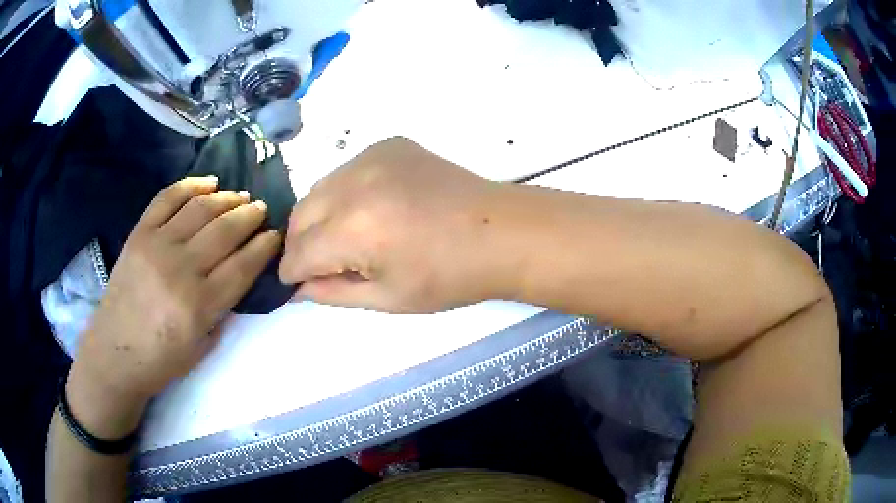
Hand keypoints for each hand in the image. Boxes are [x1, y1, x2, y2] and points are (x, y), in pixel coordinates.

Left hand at [69, 177, 281, 406]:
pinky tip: (209, 182)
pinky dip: (191, 185)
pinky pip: (168, 198)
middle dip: (250, 216)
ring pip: (201, 208)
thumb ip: (223, 309)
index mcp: (200, 305)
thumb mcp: (203, 346)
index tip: (276, 235)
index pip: (243, 264)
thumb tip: (238, 273)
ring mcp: (157, 246)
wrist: (114, 354)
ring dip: (227, 197)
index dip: (265, 246)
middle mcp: (181, 269)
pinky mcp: (139, 233)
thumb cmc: (161, 360)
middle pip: (225, 230)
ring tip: (240, 196)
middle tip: (261, 209)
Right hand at [279, 137, 514, 312]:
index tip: (295, 282)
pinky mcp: (388, 144)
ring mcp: (371, 156)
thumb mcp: (388, 298)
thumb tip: (297, 287)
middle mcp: (352, 184)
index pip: (298, 252)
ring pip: (320, 189)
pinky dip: (346, 192)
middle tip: (320, 264)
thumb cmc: (449, 276)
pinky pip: (347, 170)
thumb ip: (332, 293)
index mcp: (352, 230)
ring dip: (320, 216)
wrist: (500, 232)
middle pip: (299, 215)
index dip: (291, 272)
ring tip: (346, 237)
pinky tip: (372, 208)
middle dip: (301, 244)